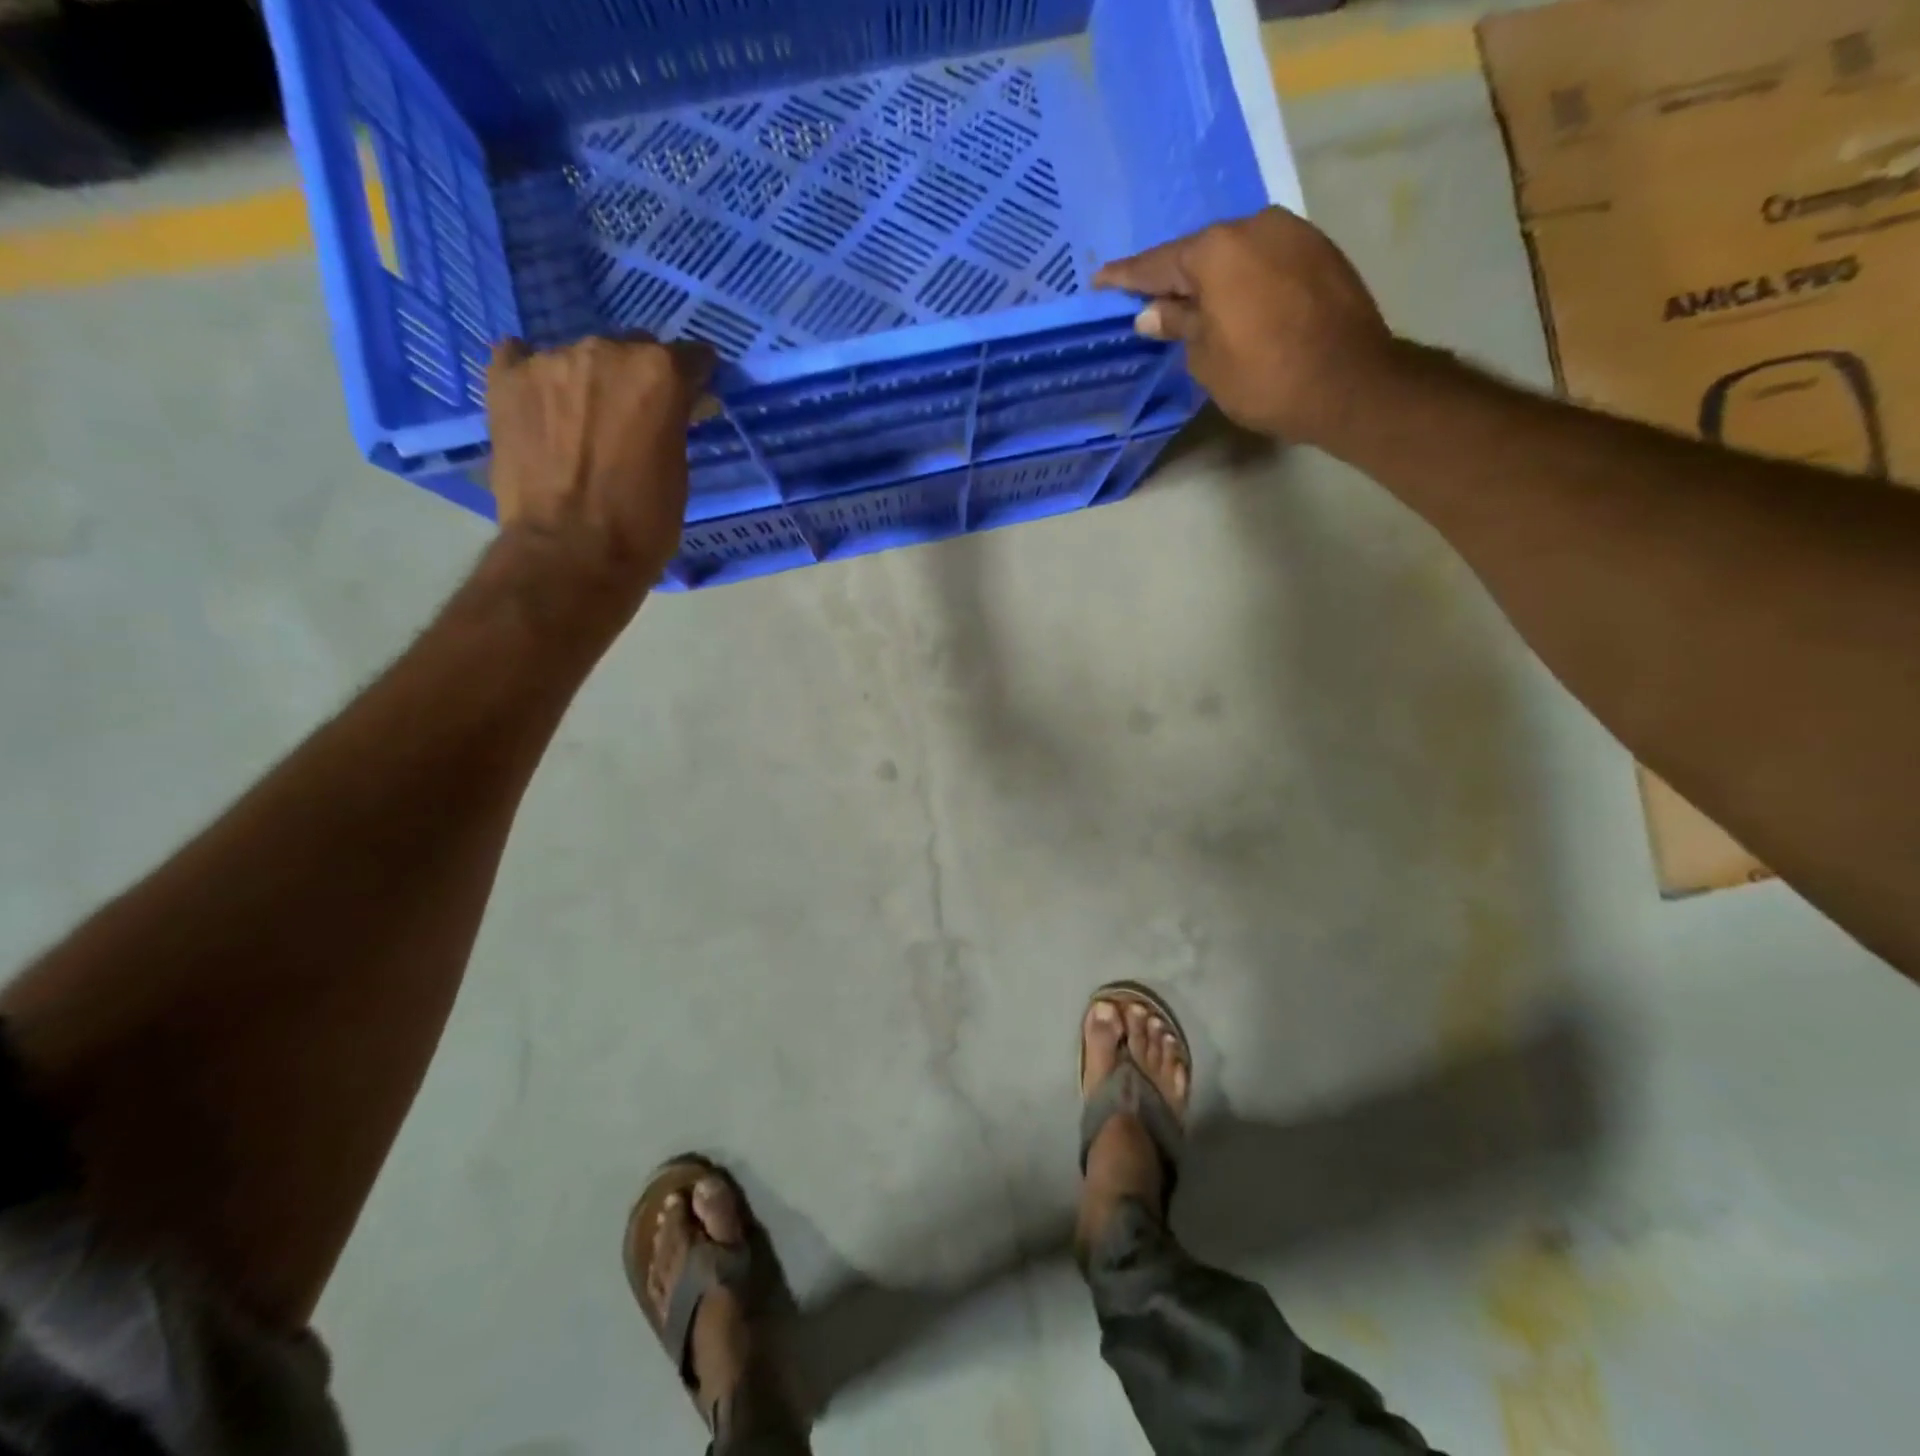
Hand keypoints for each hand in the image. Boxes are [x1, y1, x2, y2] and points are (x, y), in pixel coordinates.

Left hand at [486, 334, 716, 602]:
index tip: (696, 397)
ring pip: (581, 358)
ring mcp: (550, 360)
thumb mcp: (678, 473)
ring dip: (591, 382)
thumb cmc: (642, 525)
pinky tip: (542, 404)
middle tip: (639, 417)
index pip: (690, 357)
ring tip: (586, 422)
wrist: (570, 554)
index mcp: (659, 374)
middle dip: (641, 379)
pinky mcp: (505, 379)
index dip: (696, 379)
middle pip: (633, 350)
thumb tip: (672, 412)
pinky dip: (537, 377)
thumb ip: (674, 427)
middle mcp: (606, 351)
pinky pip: (522, 358)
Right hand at [1095, 207, 1395, 446]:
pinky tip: (1237, 303)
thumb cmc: (1264, 376)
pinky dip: (1245, 280)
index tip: (1100, 281)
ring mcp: (1293, 233)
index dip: (1126, 277)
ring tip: (1195, 305)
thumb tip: (1153, 311)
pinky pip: (1266, 261)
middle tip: (1150, 300)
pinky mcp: (1320, 251)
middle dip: (1174, 277)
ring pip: (1236, 254)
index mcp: (1216, 251)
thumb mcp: (1206, 359)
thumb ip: (1178, 325)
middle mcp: (1254, 226)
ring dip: (1213, 278)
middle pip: (1200, 253)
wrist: (1349, 382)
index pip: (1157, 264)